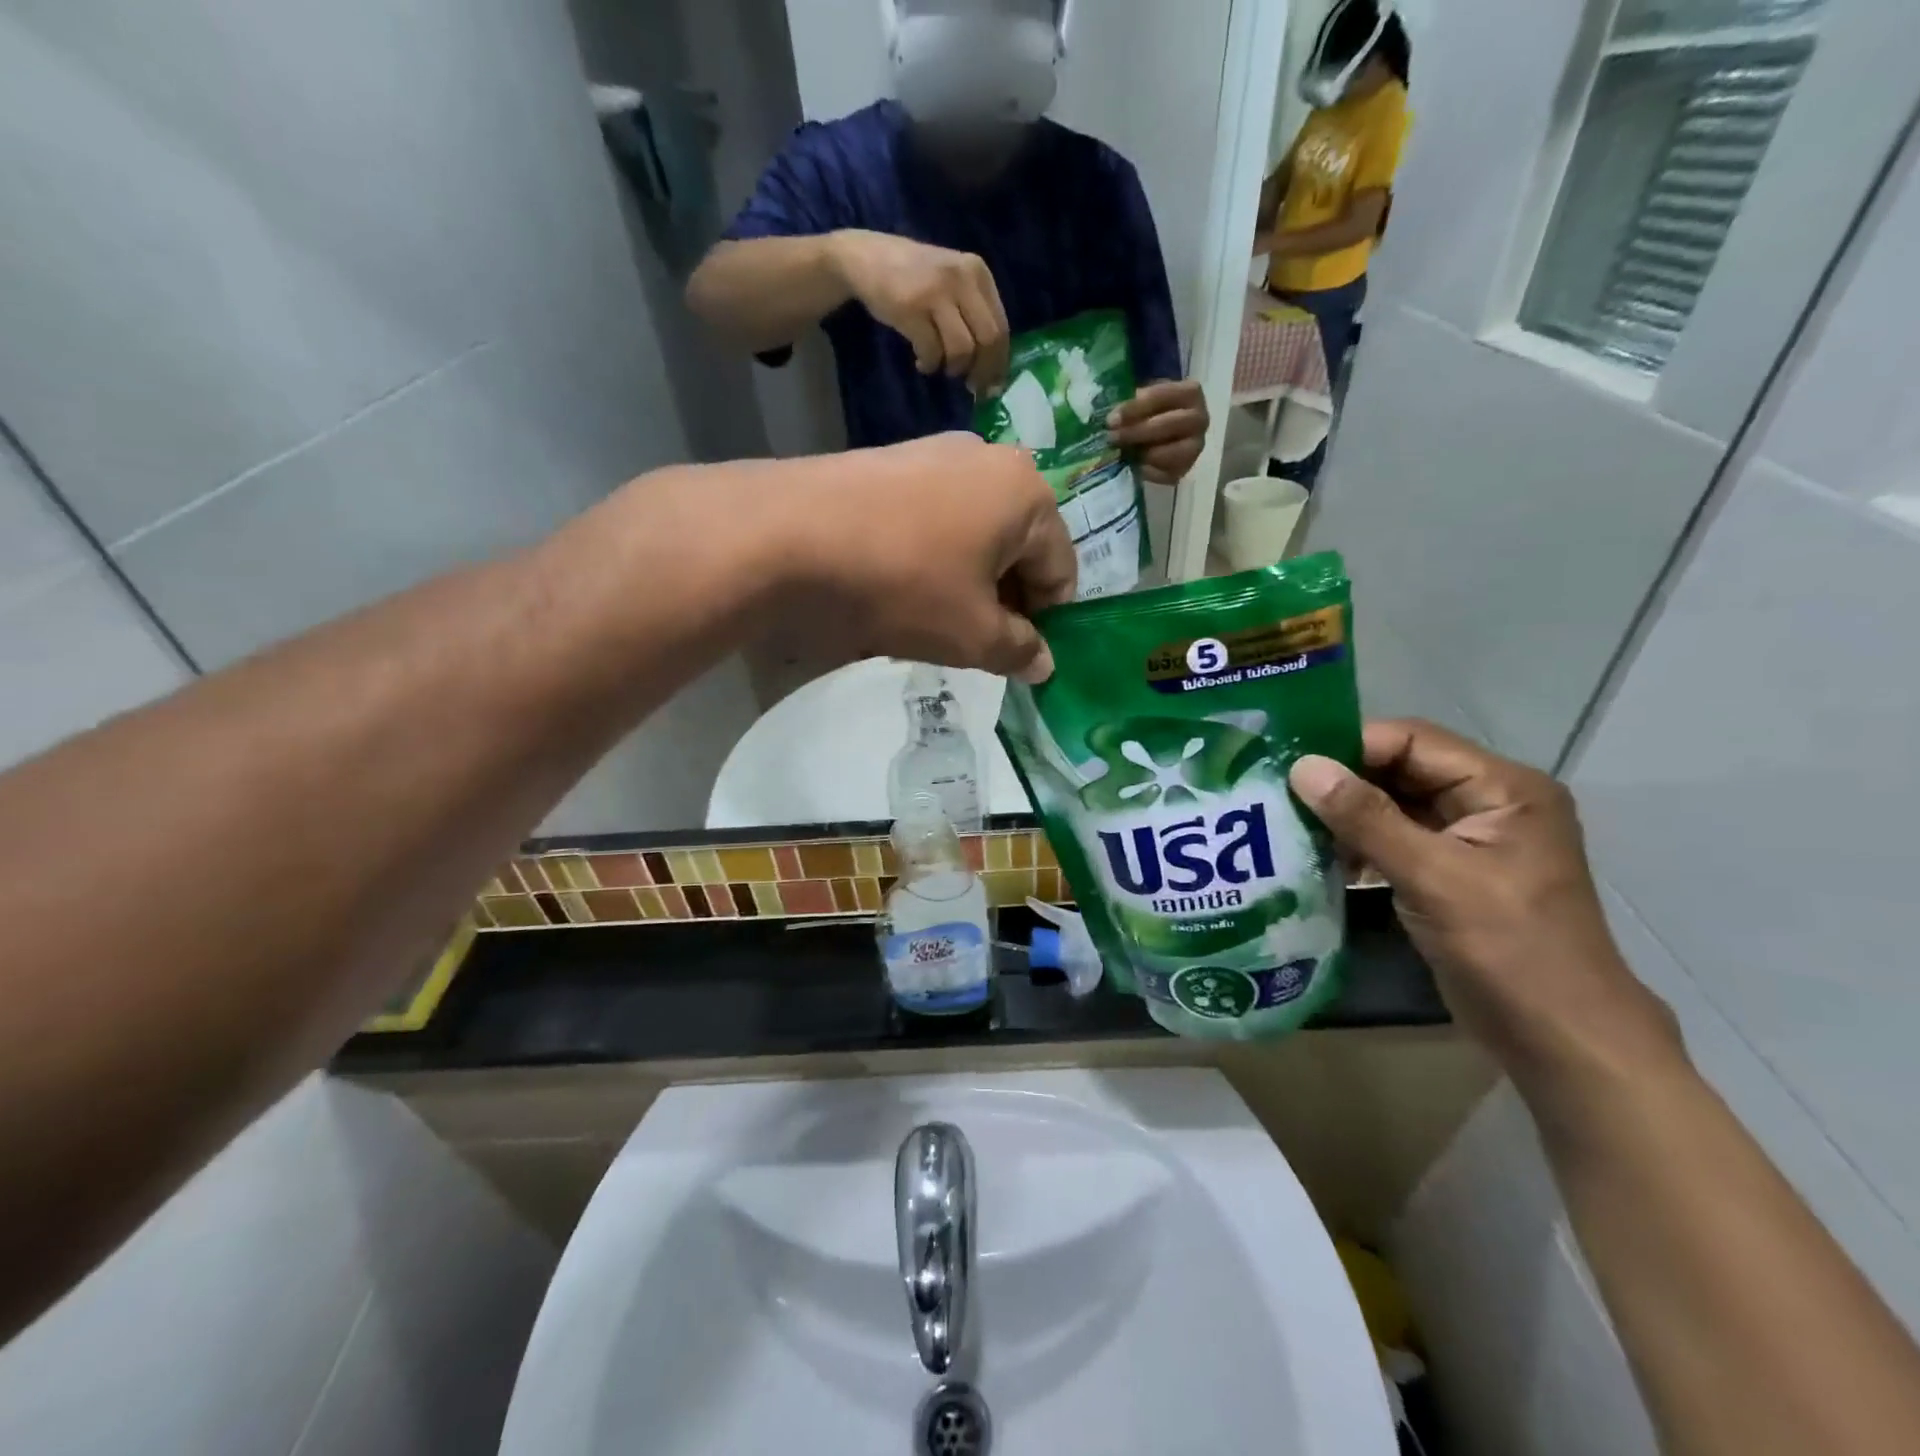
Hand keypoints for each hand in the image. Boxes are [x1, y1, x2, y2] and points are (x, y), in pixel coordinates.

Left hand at [769, 433, 1076, 681]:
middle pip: (1019, 548)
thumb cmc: (902, 584)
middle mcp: (990, 460)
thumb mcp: (971, 634)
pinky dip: (932, 557)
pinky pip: (935, 519)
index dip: (1046, 624)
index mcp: (1028, 494)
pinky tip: (898, 585)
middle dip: (1005, 600)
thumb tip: (1043, 663)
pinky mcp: (892, 461)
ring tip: (931, 617)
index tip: (1016, 657)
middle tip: (974, 642)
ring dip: (968, 581)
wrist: (788, 535)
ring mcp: (936, 454)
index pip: (1061, 572)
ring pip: (975, 534)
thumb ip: (1019, 651)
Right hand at [829, 230, 1010, 397]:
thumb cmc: (913, 279)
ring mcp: (936, 291)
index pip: (1002, 326)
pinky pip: (932, 351)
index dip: (999, 363)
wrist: (866, 258)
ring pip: (962, 349)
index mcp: (978, 273)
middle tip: (971, 386)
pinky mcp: (911, 307)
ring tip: (940, 366)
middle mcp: (962, 277)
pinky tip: (921, 362)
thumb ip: (973, 316)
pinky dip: (929, 364)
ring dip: (953, 368)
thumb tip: (991, 371)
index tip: (991, 385)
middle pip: (988, 339)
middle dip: (982, 371)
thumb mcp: (952, 285)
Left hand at [1107, 380, 1210, 484]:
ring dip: (1142, 453)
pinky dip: (1146, 471)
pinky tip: (1134, 465)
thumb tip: (1113, 416)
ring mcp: (1195, 447)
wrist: (1164, 432)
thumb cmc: (1152, 410)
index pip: (1162, 396)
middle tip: (1112, 437)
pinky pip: (1164, 474)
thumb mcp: (1144, 398)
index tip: (1112, 419)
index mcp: (1190, 393)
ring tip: (1124, 452)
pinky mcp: (1185, 469)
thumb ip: (1132, 403)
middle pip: (1168, 425)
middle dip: (1136, 431)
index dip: (1134, 408)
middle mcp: (1199, 419)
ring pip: (1168, 453)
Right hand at [1288, 720, 1683, 1093]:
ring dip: (1345, 814)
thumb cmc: (1510, 951)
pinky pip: (1393, 840)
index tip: (1290, 764)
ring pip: (1391, 806)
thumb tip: (1302, 767)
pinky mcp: (1448, 873)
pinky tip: (1318, 855)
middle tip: (1278, 791)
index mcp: (1503, 788)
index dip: (1352, 746)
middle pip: (1400, 770)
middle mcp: (1487, 802)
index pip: (1413, 741)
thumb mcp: (1434, 877)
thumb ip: (1367, 819)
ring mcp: (1468, 840)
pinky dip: (1358, 844)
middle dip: (1342, 781)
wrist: (1561, 1041)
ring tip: (1288, 822)